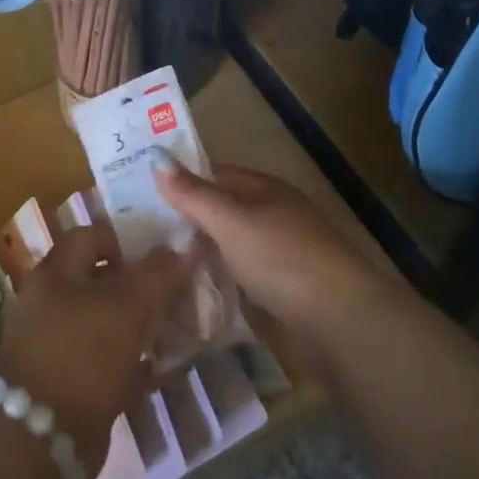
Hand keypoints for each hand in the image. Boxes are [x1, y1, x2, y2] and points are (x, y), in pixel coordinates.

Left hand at [0, 223, 192, 473]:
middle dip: (140, 286)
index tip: (162, 257)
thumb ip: (158, 275)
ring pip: (106, 323)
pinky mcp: (68, 383)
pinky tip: (162, 370)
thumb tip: (184, 247)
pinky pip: (106, 363)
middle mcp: (51, 302)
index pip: (92, 236)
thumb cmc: (83, 353)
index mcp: (56, 272)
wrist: (41, 438)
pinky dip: (132, 364)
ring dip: (140, 326)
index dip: (127, 240)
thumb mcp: (127, 306)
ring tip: (177, 330)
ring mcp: (57, 344)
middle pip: (101, 281)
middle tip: (178, 294)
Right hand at [153, 162, 393, 373]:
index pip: (216, 174)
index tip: (142, 191)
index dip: (182, 179)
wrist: (339, 321)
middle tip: (138, 231)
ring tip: (155, 263)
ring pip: (230, 247)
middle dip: (187, 220)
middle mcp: (274, 216)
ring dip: (201, 253)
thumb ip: (193, 194)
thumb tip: (155, 156)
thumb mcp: (231, 221)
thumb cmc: (282, 258)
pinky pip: (240, 278)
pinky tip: (190, 292)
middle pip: (223, 211)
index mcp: (266, 189)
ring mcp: (280, 255)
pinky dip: (218, 281)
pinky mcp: (282, 292)